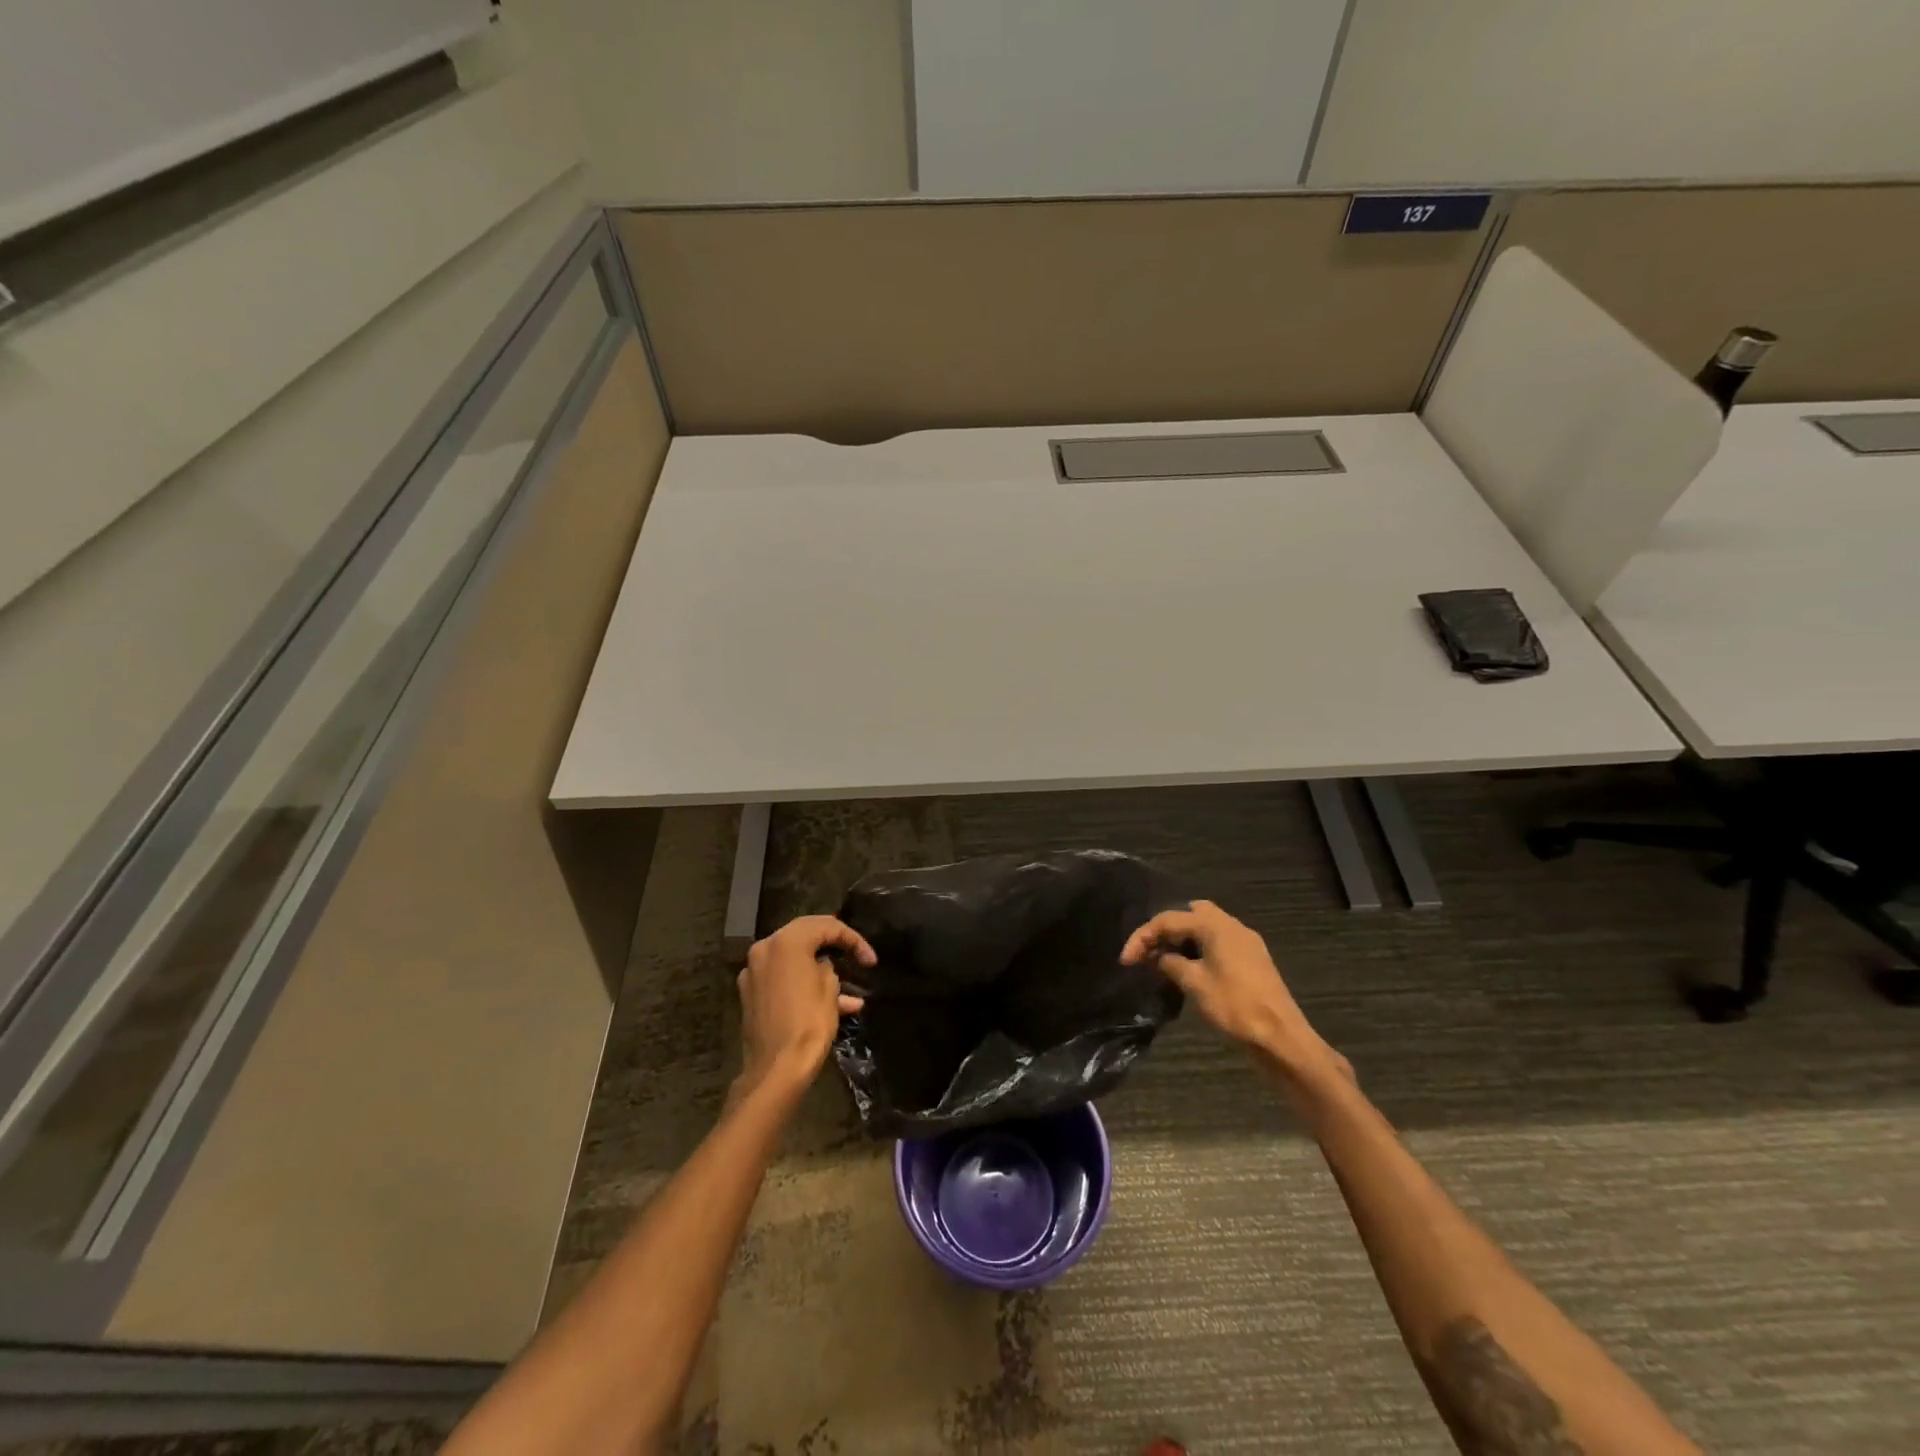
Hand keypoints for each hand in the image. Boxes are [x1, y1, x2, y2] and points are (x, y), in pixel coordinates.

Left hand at [737, 916, 873, 1096]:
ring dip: (819, 969)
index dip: (853, 939)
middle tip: (855, 953)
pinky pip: (782, 979)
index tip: (871, 960)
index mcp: (786, 941)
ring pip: (793, 959)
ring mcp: (753, 972)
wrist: (776, 1068)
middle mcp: (764, 949)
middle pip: (805, 935)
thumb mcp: (829, 988)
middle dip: (833, 944)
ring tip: (849, 989)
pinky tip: (830, 1004)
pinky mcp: (750, 994)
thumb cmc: (808, 1023)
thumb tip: (821, 966)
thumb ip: (827, 967)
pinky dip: (803, 985)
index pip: (826, 926)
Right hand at [1120, 901, 1346, 1084]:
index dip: (1142, 937)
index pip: (1169, 920)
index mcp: (1216, 926)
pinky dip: (1199, 950)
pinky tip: (1189, 970)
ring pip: (1206, 928)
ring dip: (1183, 939)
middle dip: (1166, 929)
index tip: (1125, 960)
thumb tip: (1161, 957)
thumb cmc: (1235, 1007)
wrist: (1282, 1039)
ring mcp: (1246, 943)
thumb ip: (1172, 964)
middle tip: (1150, 950)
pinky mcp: (1252, 961)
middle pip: (1191, 913)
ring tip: (1164, 960)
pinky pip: (1218, 944)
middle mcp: (1232, 926)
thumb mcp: (1194, 984)